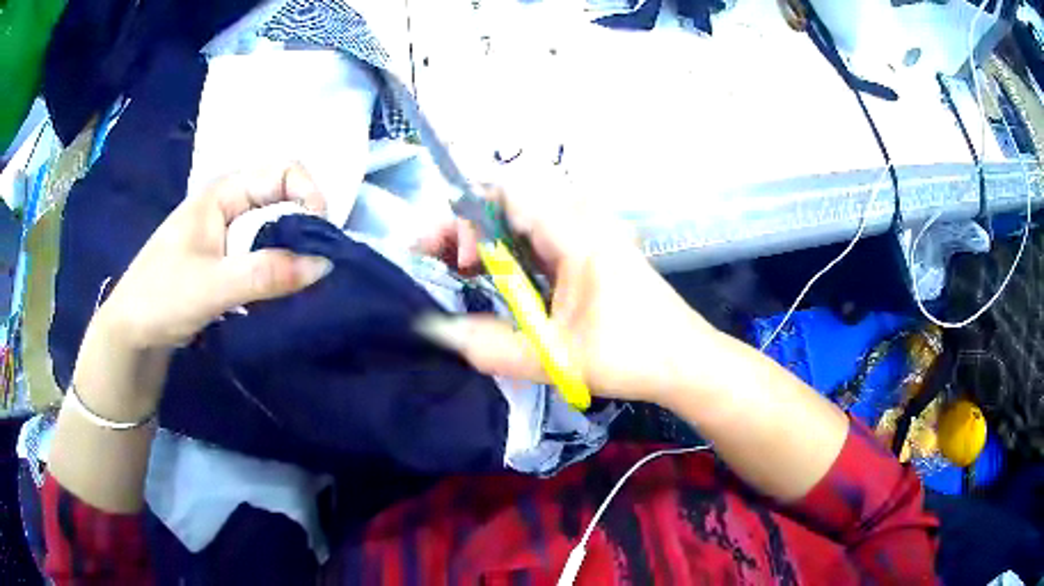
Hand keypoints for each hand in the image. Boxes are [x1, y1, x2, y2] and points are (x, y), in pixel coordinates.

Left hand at [94, 163, 333, 350]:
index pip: (283, 173)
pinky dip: (278, 270)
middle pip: (283, 200)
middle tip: (317, 269)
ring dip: (293, 253)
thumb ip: (266, 274)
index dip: (310, 196)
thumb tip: (324, 264)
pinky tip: (282, 292)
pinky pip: (263, 255)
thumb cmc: (161, 297)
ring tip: (304, 284)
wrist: (131, 332)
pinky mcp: (226, 260)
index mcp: (223, 192)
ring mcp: (227, 233)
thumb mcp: (213, 286)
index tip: (320, 239)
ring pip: (275, 230)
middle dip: (305, 229)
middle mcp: (229, 204)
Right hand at [415, 184, 720, 405]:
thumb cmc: (630, 356)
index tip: (461, 260)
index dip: (470, 215)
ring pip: (522, 212)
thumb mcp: (555, 358)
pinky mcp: (589, 245)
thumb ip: (490, 346)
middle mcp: (582, 218)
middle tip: (443, 261)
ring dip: (486, 234)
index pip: (509, 189)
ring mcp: (588, 229)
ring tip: (461, 267)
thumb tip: (434, 329)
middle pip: (509, 197)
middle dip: (466, 223)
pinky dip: (508, 246)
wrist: (684, 360)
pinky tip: (495, 274)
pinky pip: (538, 230)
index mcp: (578, 232)